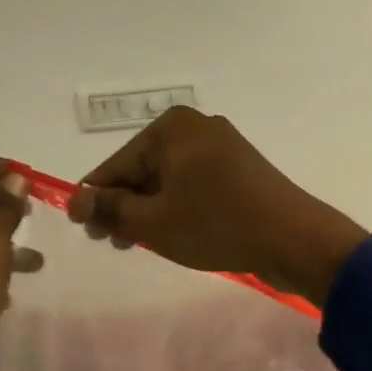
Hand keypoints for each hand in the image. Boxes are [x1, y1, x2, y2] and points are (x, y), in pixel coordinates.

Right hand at [69, 108, 366, 306]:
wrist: (294, 239)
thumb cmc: (217, 226)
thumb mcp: (154, 222)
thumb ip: (110, 209)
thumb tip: (77, 200)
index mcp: (171, 129)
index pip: (116, 165)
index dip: (95, 199)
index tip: (82, 230)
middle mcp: (196, 127)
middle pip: (143, 169)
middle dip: (124, 206)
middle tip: (112, 243)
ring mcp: (222, 146)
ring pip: (169, 180)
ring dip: (150, 210)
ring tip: (140, 243)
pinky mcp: (240, 168)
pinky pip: (194, 184)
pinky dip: (178, 206)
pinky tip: (173, 232)